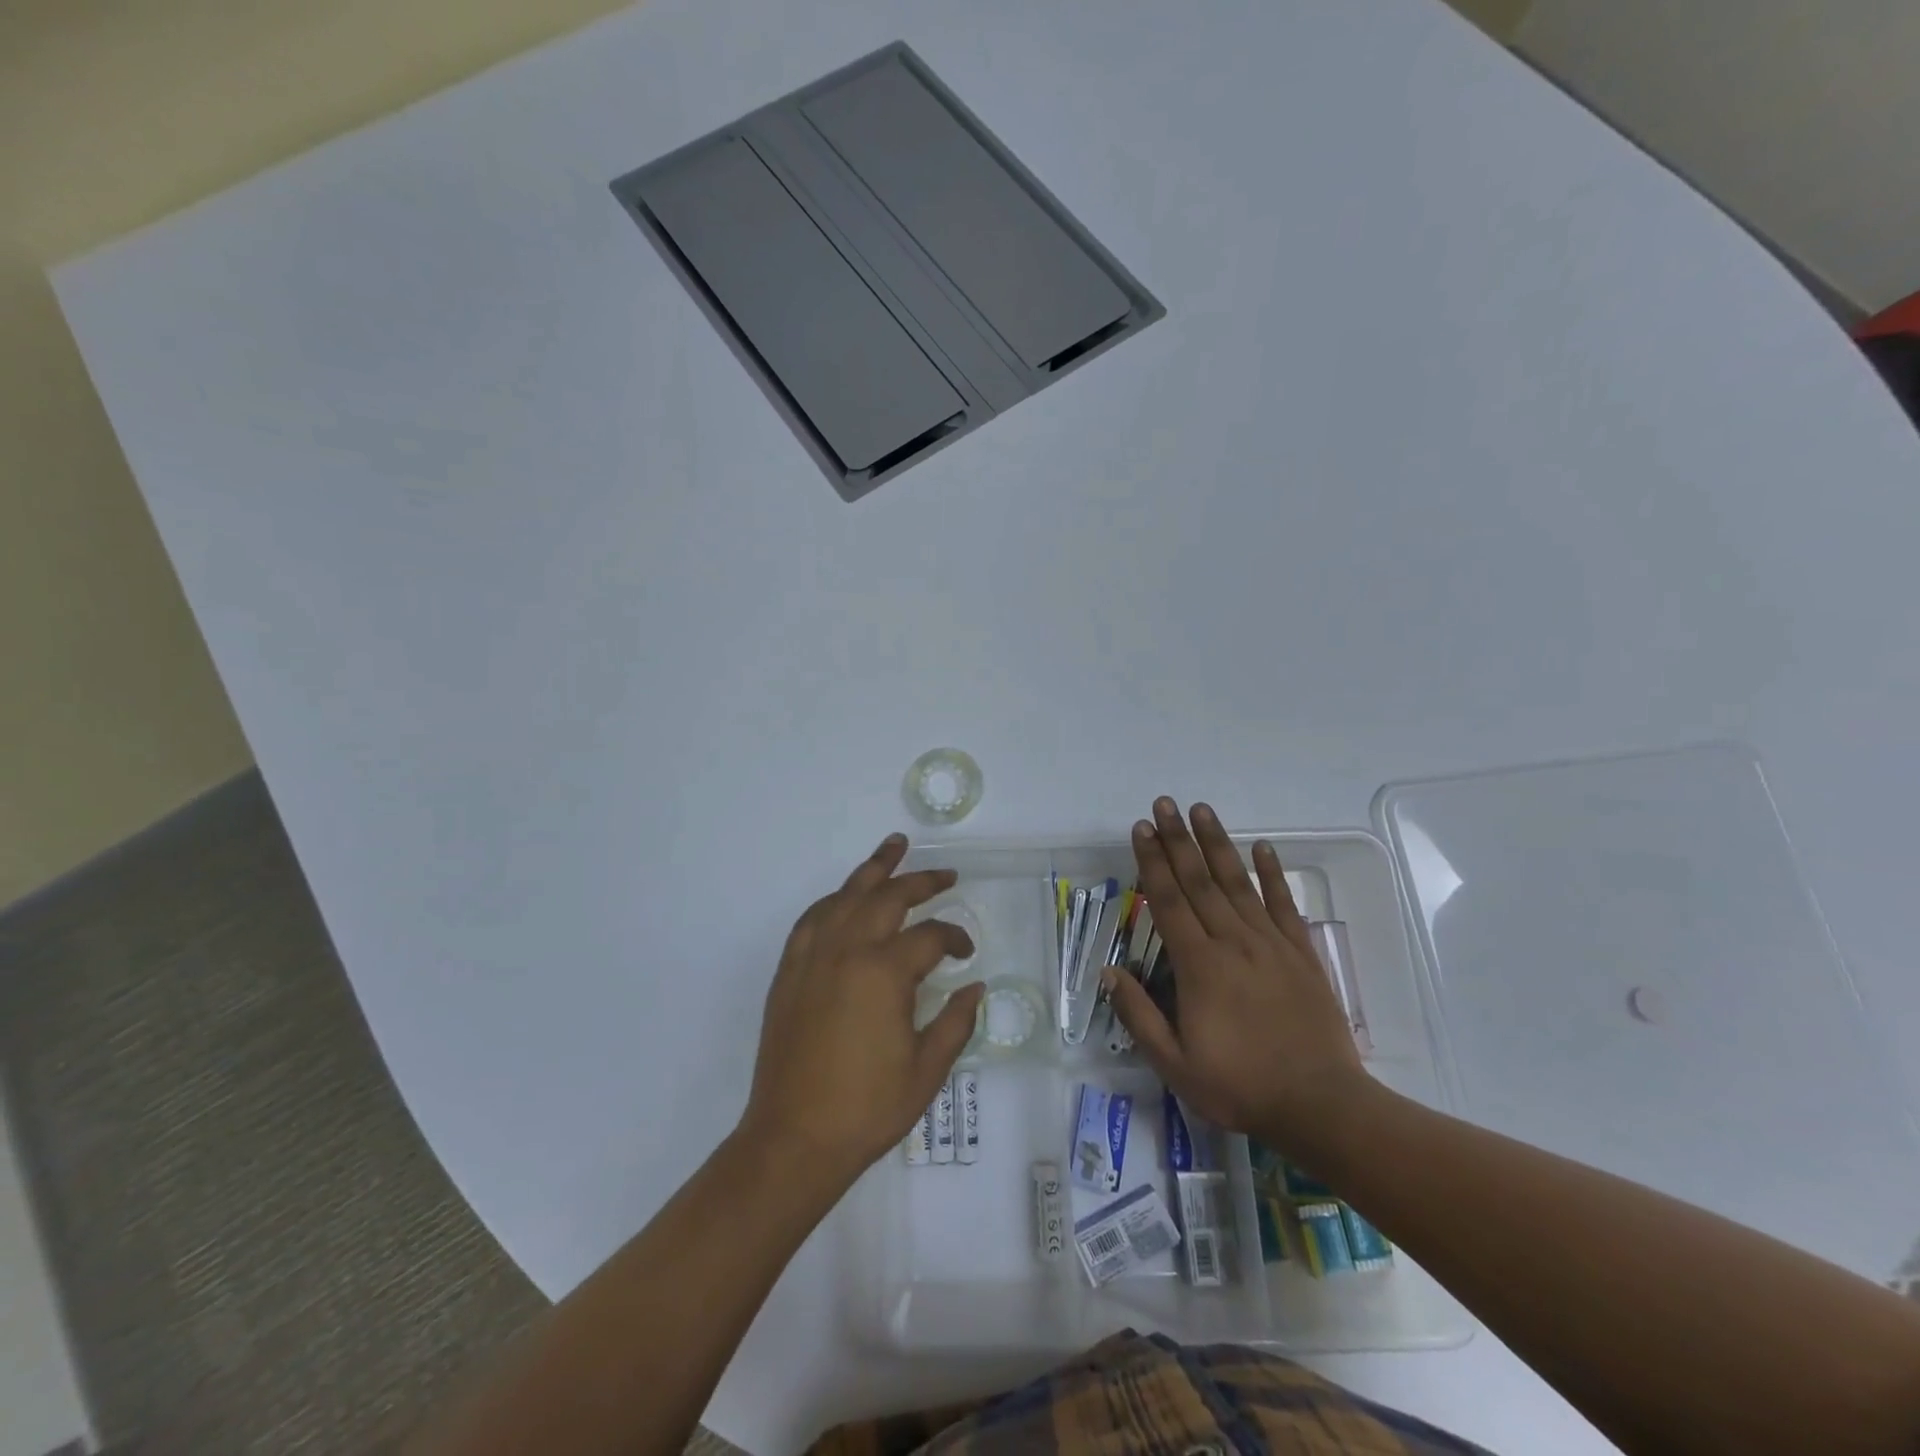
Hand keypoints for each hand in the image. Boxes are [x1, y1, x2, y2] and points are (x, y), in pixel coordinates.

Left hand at [739, 834, 982, 1182]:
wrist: (794, 1138)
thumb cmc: (867, 1108)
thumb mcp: (926, 1071)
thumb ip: (955, 1022)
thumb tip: (975, 987)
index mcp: (884, 972)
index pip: (929, 936)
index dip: (954, 939)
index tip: (966, 952)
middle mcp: (847, 950)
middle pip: (888, 897)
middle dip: (921, 881)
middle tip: (945, 875)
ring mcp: (813, 956)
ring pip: (846, 895)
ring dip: (873, 869)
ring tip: (894, 846)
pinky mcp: (790, 971)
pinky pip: (813, 918)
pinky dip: (834, 900)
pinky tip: (845, 898)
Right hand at [1106, 799, 1365, 1150]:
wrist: (1322, 1106)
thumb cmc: (1241, 1087)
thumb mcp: (1175, 1065)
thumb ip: (1139, 1015)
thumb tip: (1109, 971)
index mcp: (1199, 966)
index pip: (1168, 902)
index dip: (1152, 862)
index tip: (1141, 829)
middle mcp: (1233, 943)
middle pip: (1199, 881)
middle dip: (1178, 840)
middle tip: (1164, 804)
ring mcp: (1271, 945)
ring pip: (1238, 884)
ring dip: (1218, 844)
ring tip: (1202, 810)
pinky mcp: (1302, 954)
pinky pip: (1284, 905)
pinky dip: (1274, 874)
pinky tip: (1264, 848)